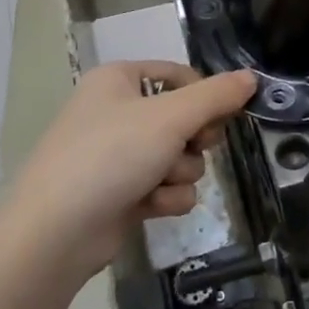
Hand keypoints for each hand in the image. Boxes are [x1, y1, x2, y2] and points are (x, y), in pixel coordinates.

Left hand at [2, 61, 256, 284]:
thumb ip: (216, 96)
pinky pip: (165, 186)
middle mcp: (117, 112)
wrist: (56, 232)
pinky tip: (150, 207)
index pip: (180, 75)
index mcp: (119, 80)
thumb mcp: (171, 117)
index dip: (205, 95)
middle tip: (190, 146)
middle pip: (184, 118)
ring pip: (180, 156)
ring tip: (158, 183)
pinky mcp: (121, 192)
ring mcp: (117, 155)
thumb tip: (251, 77)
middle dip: (194, 141)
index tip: (221, 116)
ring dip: (180, 173)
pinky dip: (166, 197)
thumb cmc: (111, 156)